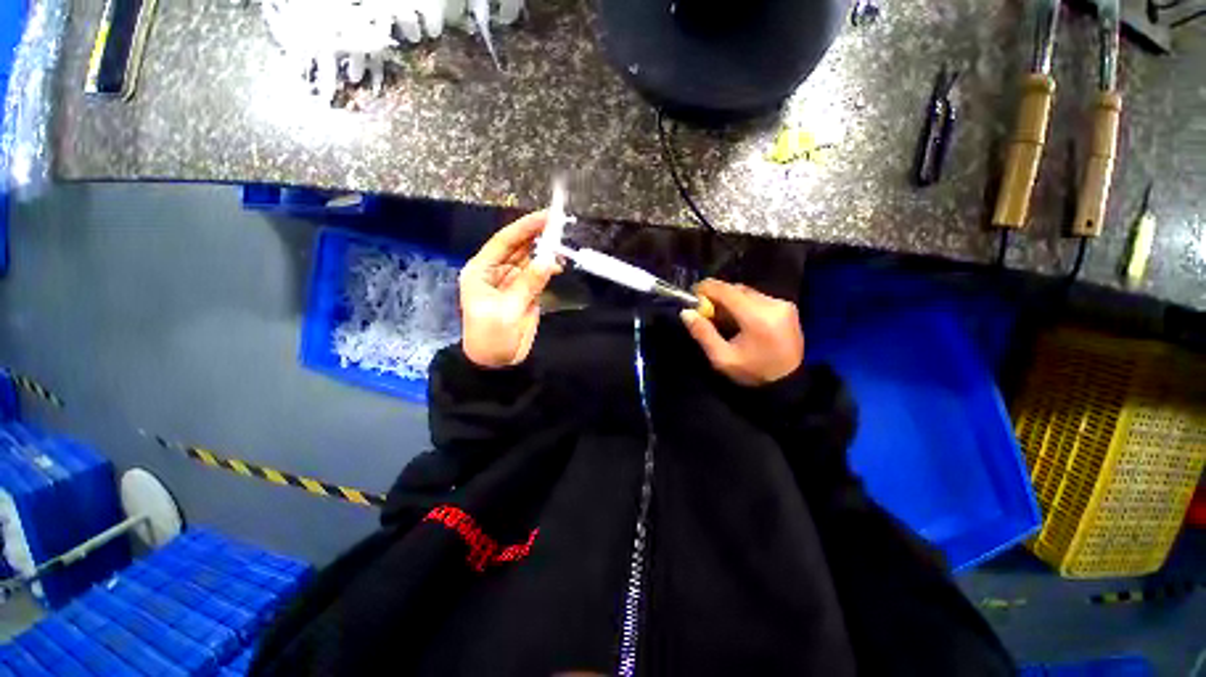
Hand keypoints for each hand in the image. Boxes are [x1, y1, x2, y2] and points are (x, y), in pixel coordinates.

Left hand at [459, 211, 561, 368]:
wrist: (497, 362)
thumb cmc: (491, 337)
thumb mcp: (507, 310)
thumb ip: (528, 285)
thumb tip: (549, 261)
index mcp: (481, 270)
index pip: (504, 241)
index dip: (524, 227)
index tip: (545, 217)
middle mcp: (496, 270)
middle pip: (518, 246)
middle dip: (537, 235)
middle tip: (559, 225)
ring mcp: (512, 280)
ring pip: (530, 258)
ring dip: (545, 251)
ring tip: (563, 246)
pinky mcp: (526, 291)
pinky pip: (538, 274)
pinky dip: (548, 268)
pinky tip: (559, 265)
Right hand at [680, 279, 803, 385]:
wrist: (789, 383)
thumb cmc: (753, 372)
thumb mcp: (723, 358)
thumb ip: (703, 333)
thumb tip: (686, 313)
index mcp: (757, 317)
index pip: (727, 291)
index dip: (707, 288)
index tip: (693, 293)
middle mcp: (772, 304)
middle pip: (737, 289)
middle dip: (718, 295)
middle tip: (705, 309)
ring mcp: (783, 305)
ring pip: (748, 292)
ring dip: (731, 299)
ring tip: (721, 315)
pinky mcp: (788, 308)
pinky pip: (759, 298)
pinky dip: (744, 303)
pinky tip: (738, 318)